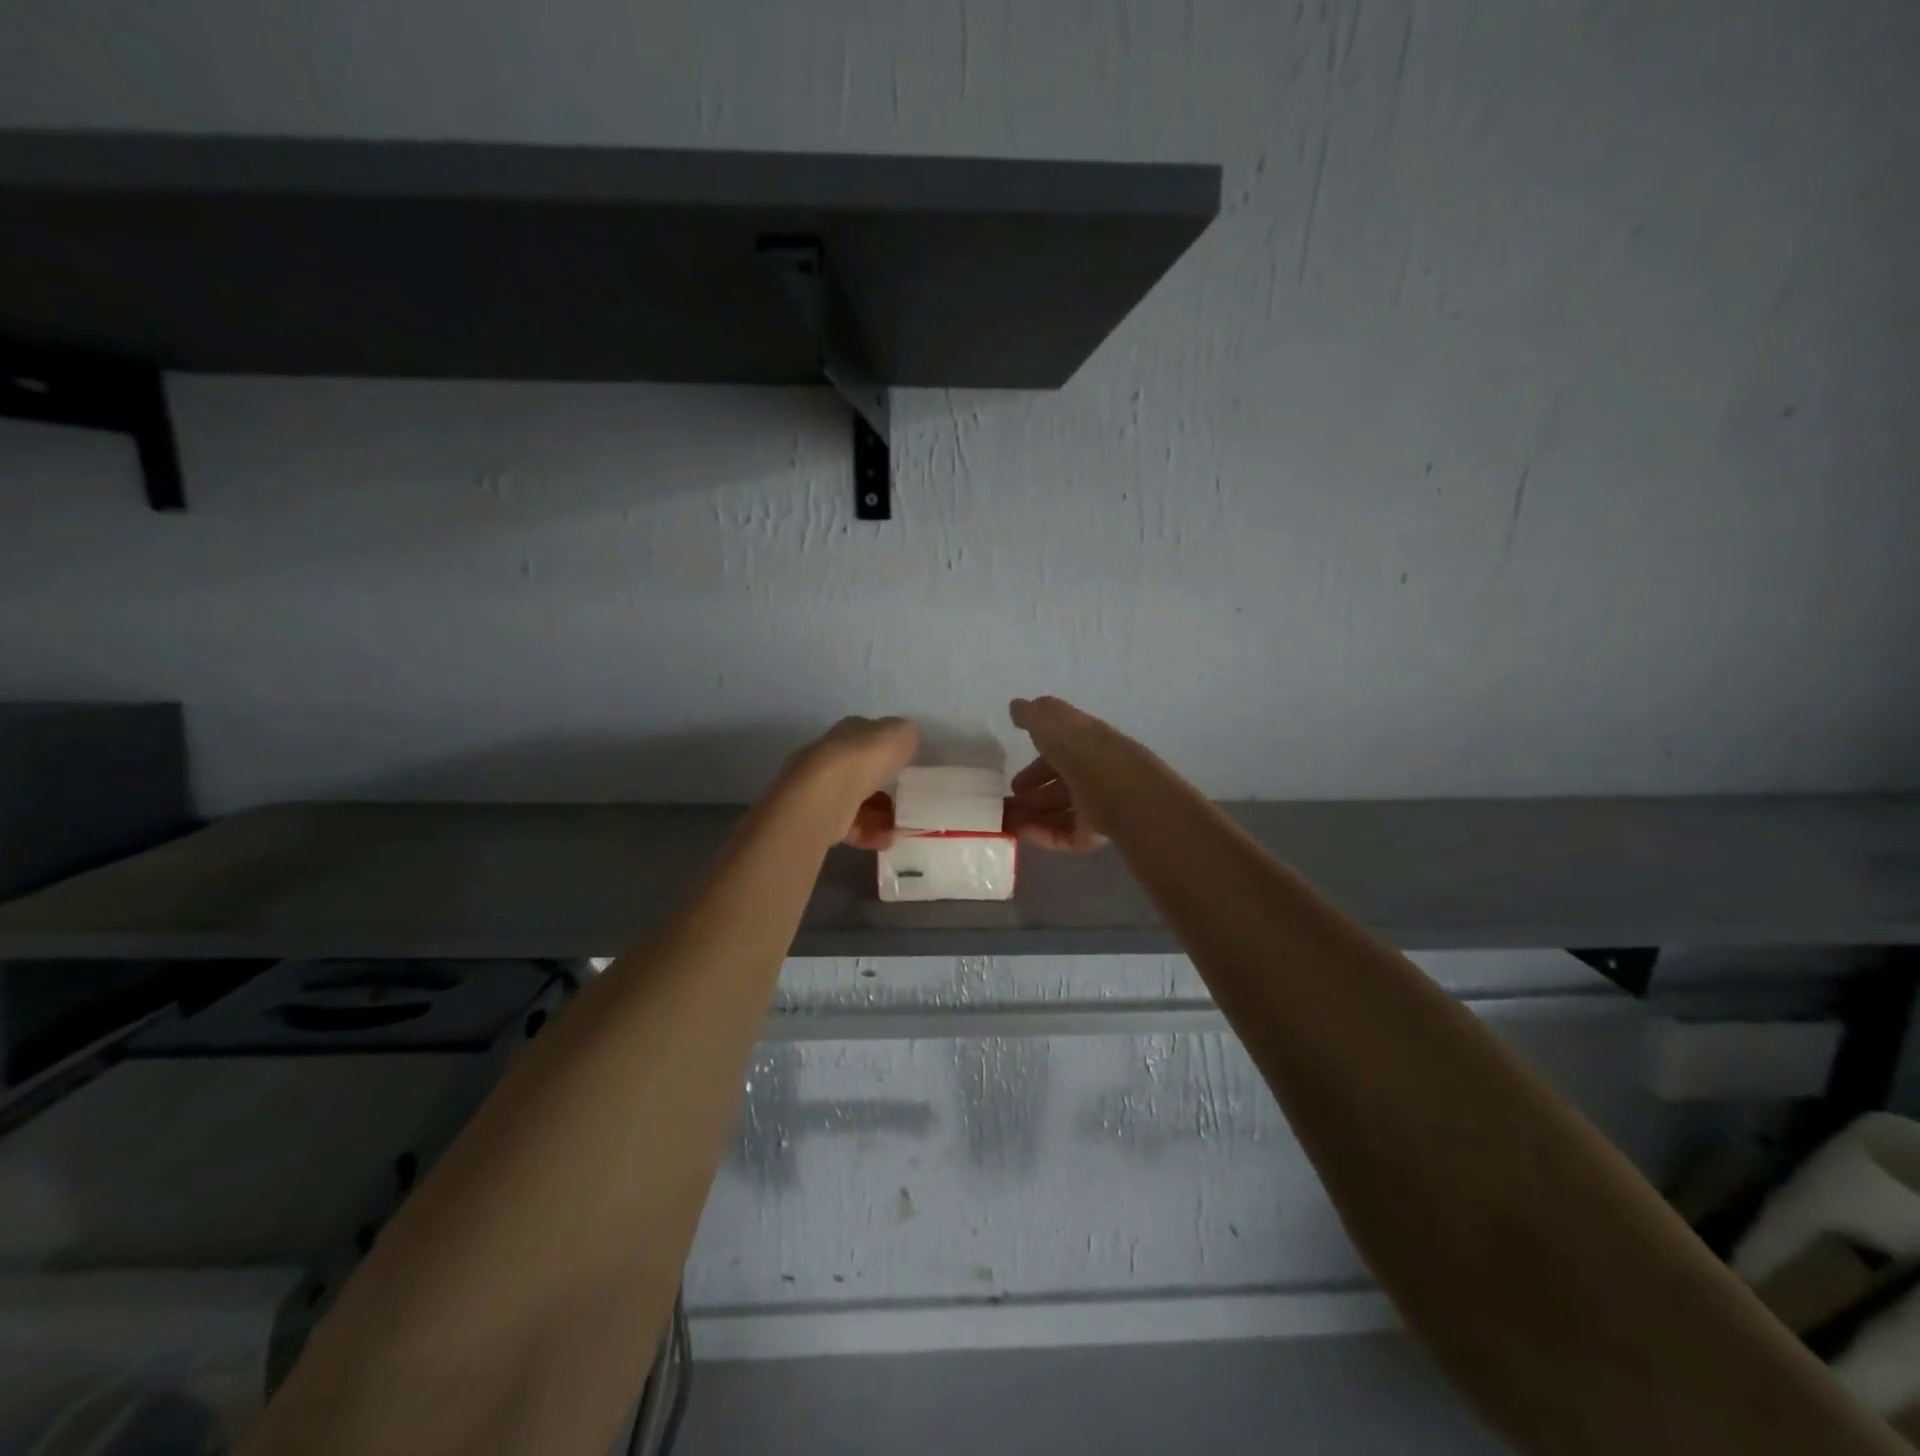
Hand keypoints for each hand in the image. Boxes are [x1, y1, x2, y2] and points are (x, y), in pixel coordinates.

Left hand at [783, 716, 918, 848]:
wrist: (827, 795)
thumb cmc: (865, 758)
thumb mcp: (901, 734)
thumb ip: (906, 737)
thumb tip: (905, 744)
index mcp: (850, 732)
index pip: (871, 738)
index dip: (889, 752)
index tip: (909, 768)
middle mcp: (833, 757)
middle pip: (864, 772)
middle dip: (886, 787)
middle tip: (908, 800)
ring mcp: (824, 789)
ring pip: (859, 801)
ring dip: (882, 815)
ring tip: (902, 825)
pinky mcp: (821, 818)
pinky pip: (853, 826)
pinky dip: (871, 833)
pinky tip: (888, 839)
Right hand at [1004, 696, 1110, 851]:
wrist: (1118, 791)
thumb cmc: (1082, 750)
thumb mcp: (1051, 722)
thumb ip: (1032, 715)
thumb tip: (1017, 706)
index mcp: (1087, 741)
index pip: (1061, 750)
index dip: (1036, 762)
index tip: (1012, 776)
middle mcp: (1094, 771)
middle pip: (1060, 784)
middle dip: (1032, 793)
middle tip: (1006, 803)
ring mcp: (1098, 803)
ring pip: (1061, 811)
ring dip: (1032, 815)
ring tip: (1006, 822)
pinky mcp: (1098, 832)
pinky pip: (1066, 835)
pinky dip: (1043, 834)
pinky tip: (1021, 834)